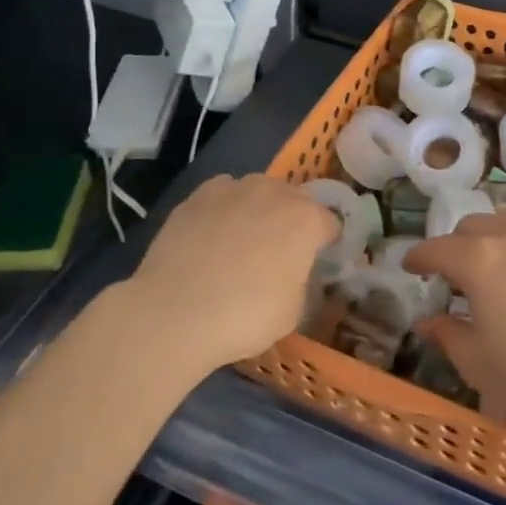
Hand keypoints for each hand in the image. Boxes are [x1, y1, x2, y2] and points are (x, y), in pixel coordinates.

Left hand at [124, 174, 338, 375]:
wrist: (175, 311)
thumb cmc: (245, 316)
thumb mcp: (293, 311)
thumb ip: (301, 280)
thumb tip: (293, 271)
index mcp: (307, 220)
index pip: (330, 224)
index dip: (326, 244)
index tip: (316, 263)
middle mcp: (275, 193)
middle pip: (296, 199)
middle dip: (293, 220)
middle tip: (280, 253)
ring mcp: (234, 188)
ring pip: (258, 190)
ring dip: (259, 209)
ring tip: (242, 241)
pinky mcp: (198, 195)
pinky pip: (223, 193)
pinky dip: (225, 208)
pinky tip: (213, 233)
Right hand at [406, 212, 505, 432]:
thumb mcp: (478, 363)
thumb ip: (448, 335)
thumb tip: (428, 322)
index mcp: (478, 260)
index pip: (436, 248)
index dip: (418, 257)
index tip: (410, 266)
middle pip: (472, 226)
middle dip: (455, 245)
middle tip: (454, 273)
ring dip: (490, 238)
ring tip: (493, 266)